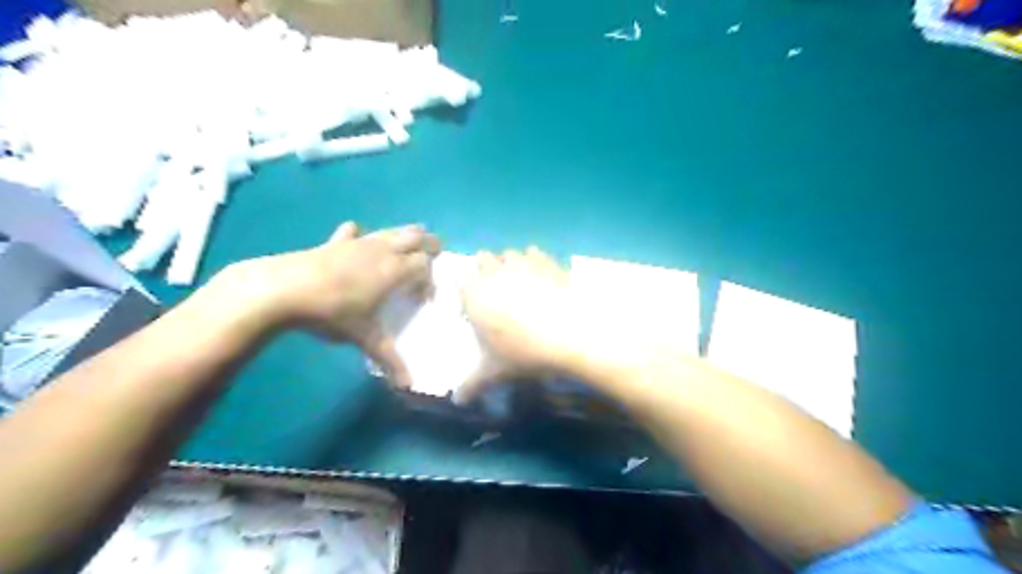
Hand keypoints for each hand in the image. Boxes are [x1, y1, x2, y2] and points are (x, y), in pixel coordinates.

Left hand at [221, 222, 435, 386]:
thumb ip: (389, 359)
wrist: (283, 290)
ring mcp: (359, 242)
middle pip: (416, 235)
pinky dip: (361, 236)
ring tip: (405, 250)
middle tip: (432, 258)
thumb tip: (408, 385)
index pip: (426, 263)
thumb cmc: (332, 313)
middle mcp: (383, 250)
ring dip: (403, 236)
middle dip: (429, 244)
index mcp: (395, 270)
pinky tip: (357, 244)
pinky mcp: (335, 241)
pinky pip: (354, 232)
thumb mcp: (364, 338)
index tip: (424, 297)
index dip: (430, 278)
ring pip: (390, 230)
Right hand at [457, 249, 581, 401]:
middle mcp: (494, 272)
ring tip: (519, 282)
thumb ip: (472, 384)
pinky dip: (535, 260)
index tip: (473, 302)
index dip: (466, 287)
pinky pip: (535, 252)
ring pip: (509, 253)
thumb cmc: (524, 352)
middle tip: (496, 292)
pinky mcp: (548, 261)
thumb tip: (457, 401)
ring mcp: (523, 262)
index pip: (459, 278)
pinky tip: (542, 276)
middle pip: (482, 258)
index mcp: (474, 294)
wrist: (570, 333)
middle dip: (485, 270)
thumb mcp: (495, 372)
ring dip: (509, 263)